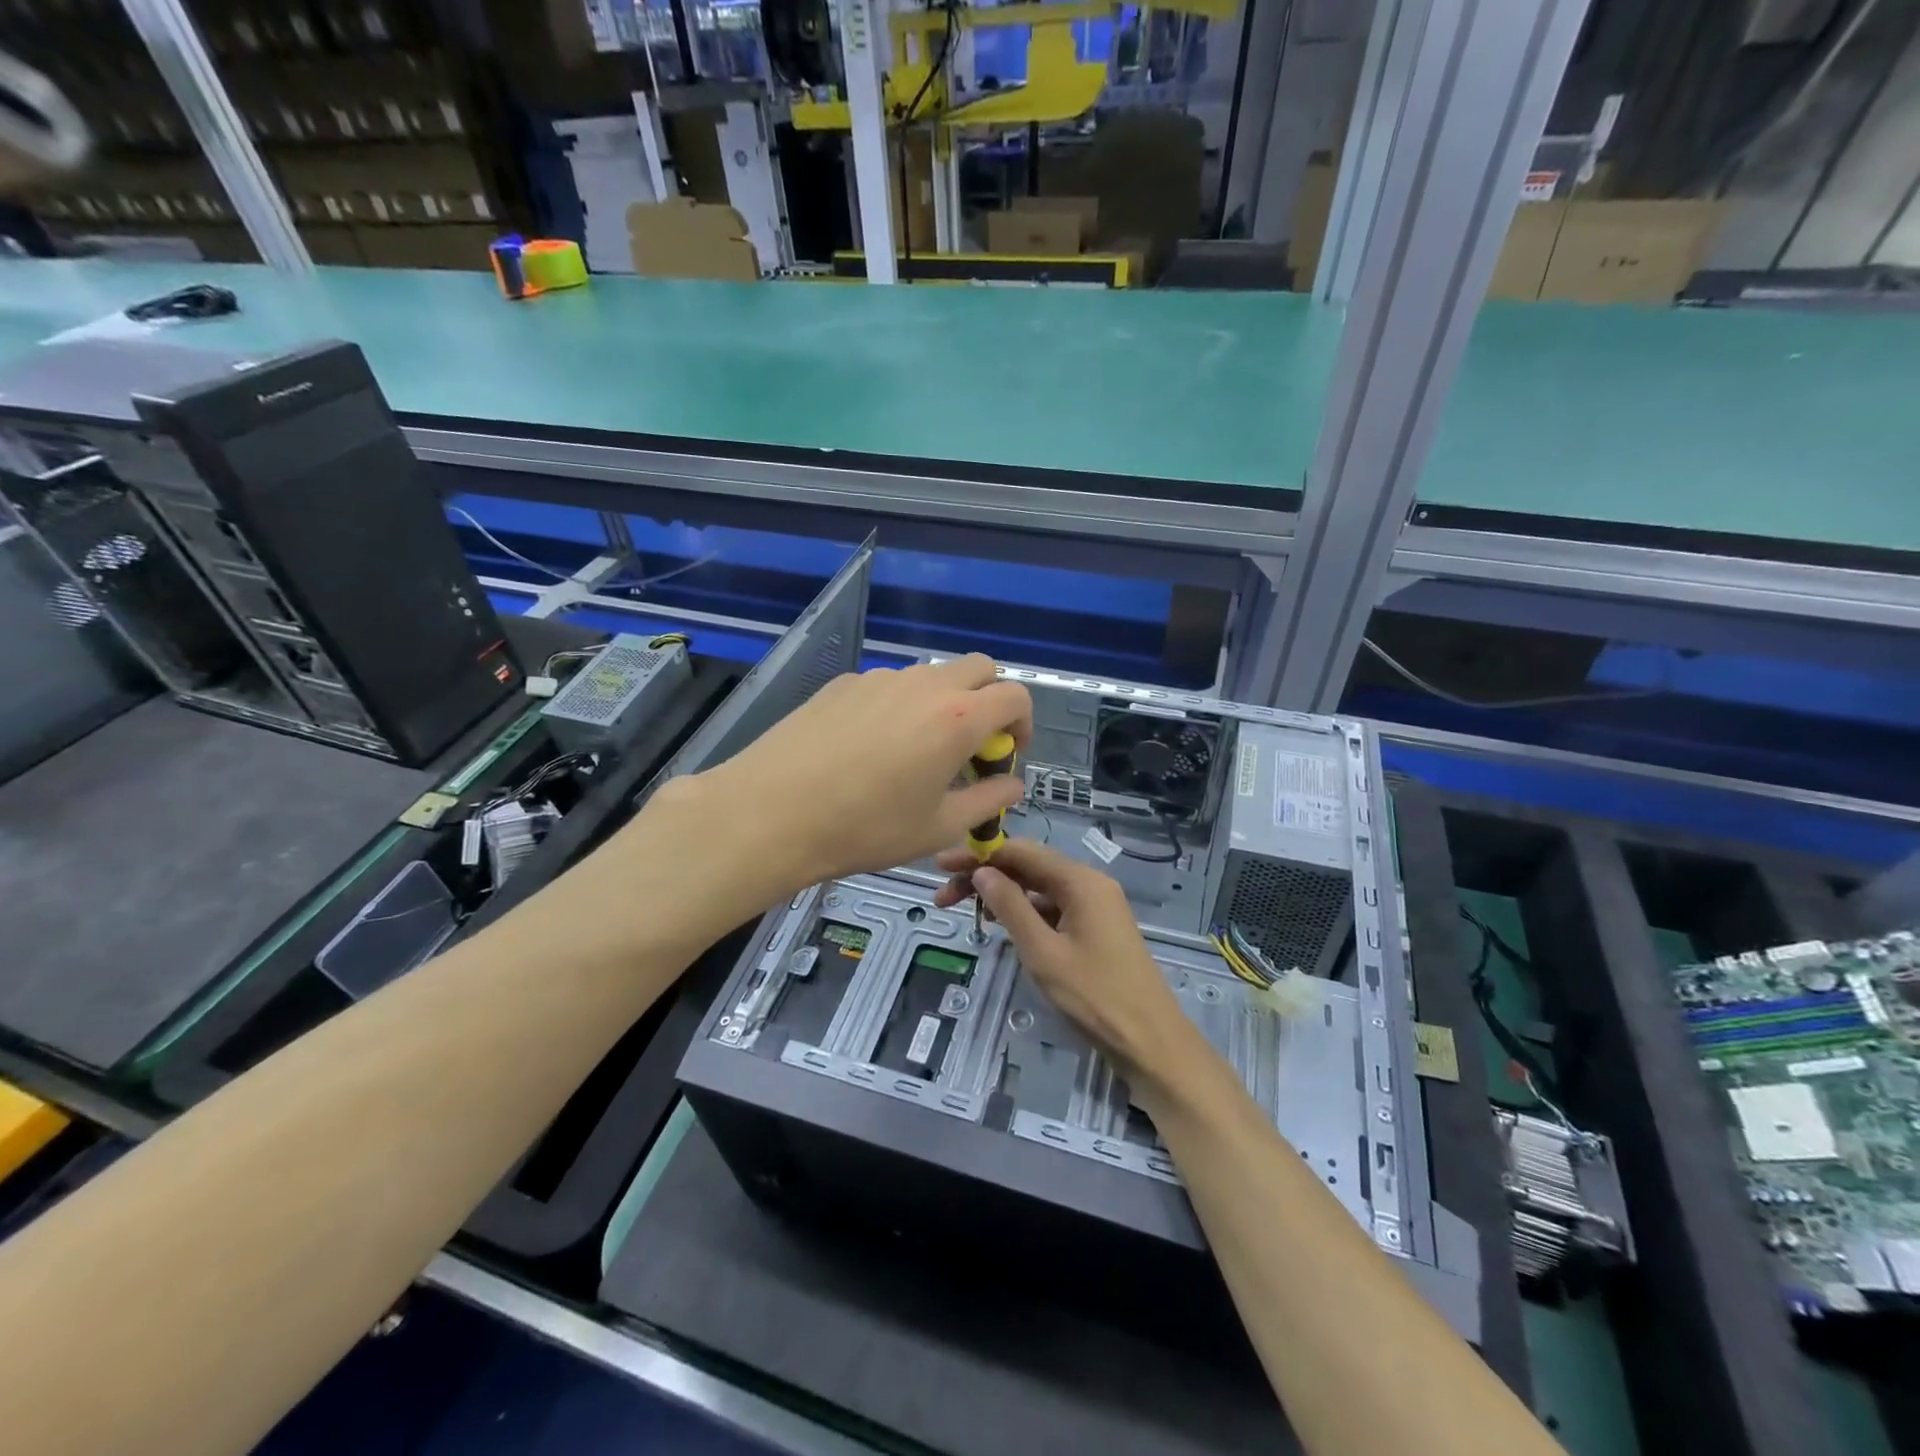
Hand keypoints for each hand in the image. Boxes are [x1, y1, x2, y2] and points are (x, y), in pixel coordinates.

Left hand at [687, 654, 1031, 898]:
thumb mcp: (939, 828)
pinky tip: (868, 750)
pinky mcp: (842, 684)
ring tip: (914, 754)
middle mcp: (922, 685)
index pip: (1015, 695)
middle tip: (969, 748)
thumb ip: (988, 801)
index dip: (1023, 723)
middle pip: (978, 669)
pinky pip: (888, 686)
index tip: (1007, 755)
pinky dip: (899, 707)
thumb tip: (1012, 784)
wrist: (771, 813)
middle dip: (988, 701)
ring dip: (942, 704)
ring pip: (930, 676)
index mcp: (957, 717)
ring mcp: (878, 678)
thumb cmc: (865, 828)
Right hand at [933, 839, 1204, 1092]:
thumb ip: (1010, 907)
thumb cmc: (1095, 997)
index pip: (1021, 851)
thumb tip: (981, 872)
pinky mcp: (1095, 928)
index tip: (941, 865)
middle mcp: (1089, 883)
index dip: (978, 854)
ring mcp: (1095, 906)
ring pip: (1038, 888)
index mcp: (1080, 881)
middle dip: (984, 875)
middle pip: (1028, 867)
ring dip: (1001, 894)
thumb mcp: (1043, 952)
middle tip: (943, 895)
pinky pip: (1052, 907)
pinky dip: (1023, 911)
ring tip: (963, 909)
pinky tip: (999, 924)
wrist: (1151, 1043)